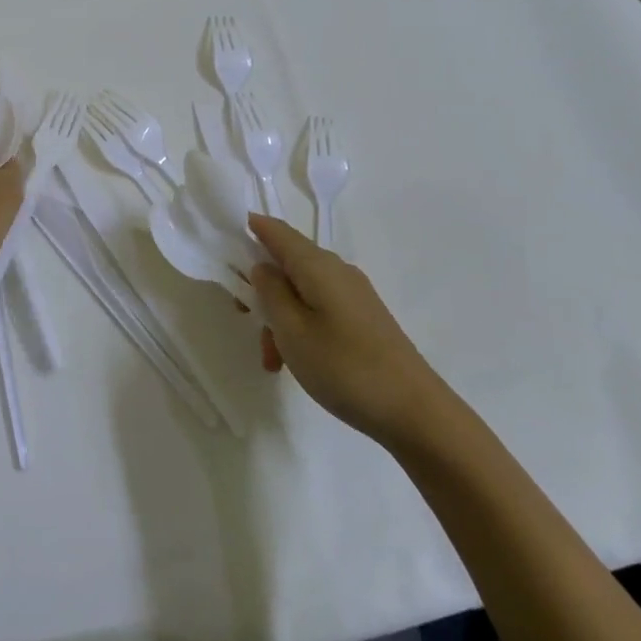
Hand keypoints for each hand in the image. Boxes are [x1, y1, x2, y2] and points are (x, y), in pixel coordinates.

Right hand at [248, 214, 451, 449]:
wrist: (415, 412)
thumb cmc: (344, 367)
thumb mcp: (291, 330)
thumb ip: (270, 291)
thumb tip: (262, 266)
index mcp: (317, 265)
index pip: (277, 230)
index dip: (250, 228)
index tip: (224, 241)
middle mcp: (336, 270)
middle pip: (287, 264)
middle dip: (261, 288)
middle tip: (243, 318)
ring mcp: (353, 295)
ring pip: (301, 292)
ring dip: (279, 317)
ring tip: (272, 360)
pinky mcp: (363, 318)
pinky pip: (319, 309)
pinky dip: (300, 328)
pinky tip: (296, 362)